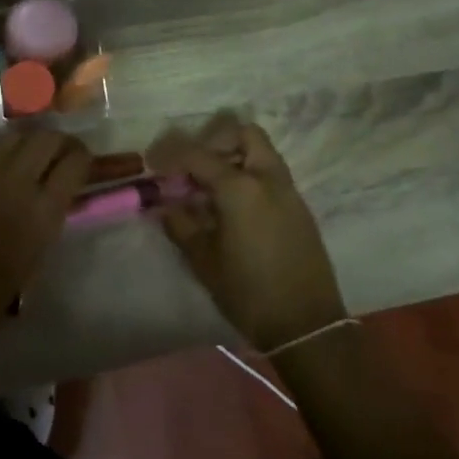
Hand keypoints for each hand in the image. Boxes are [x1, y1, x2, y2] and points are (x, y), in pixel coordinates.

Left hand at [0, 129, 91, 352]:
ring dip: (31, 141)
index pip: (75, 161)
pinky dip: (4, 152)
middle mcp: (16, 183)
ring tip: (34, 157)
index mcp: (43, 212)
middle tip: (63, 155)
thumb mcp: (36, 258)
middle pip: (47, 138)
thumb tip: (61, 194)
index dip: (84, 158)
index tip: (84, 165)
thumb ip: (51, 218)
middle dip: (61, 142)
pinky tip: (4, 169)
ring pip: (17, 135)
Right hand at [148, 114, 345, 353]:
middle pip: (242, 133)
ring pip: (260, 151)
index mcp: (240, 187)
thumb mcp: (204, 261)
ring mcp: (288, 190)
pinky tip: (231, 206)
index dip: (170, 153)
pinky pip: (270, 173)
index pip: (197, 154)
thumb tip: (165, 205)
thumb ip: (181, 225)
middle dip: (212, 140)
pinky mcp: (299, 207)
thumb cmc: (248, 292)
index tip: (152, 163)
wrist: (306, 325)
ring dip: (232, 156)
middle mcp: (267, 178)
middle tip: (190, 166)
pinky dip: (248, 174)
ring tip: (208, 187)